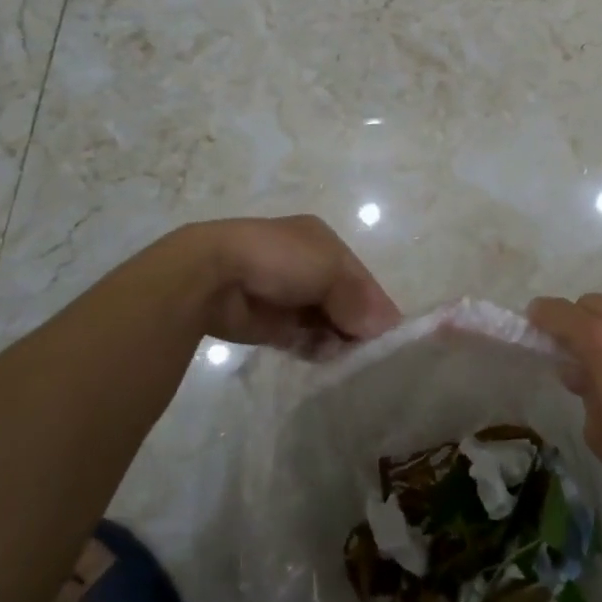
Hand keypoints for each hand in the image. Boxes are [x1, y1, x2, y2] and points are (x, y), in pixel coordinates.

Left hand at [185, 215, 400, 355]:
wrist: (212, 276)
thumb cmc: (280, 259)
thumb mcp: (331, 269)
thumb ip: (359, 298)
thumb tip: (384, 327)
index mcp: (323, 243)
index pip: (360, 276)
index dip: (375, 303)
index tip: (389, 335)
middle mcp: (307, 266)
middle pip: (345, 300)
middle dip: (357, 324)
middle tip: (368, 350)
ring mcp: (286, 296)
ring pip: (325, 322)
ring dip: (336, 339)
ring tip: (344, 356)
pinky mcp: (268, 325)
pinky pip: (302, 339)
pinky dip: (314, 349)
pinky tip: (323, 358)